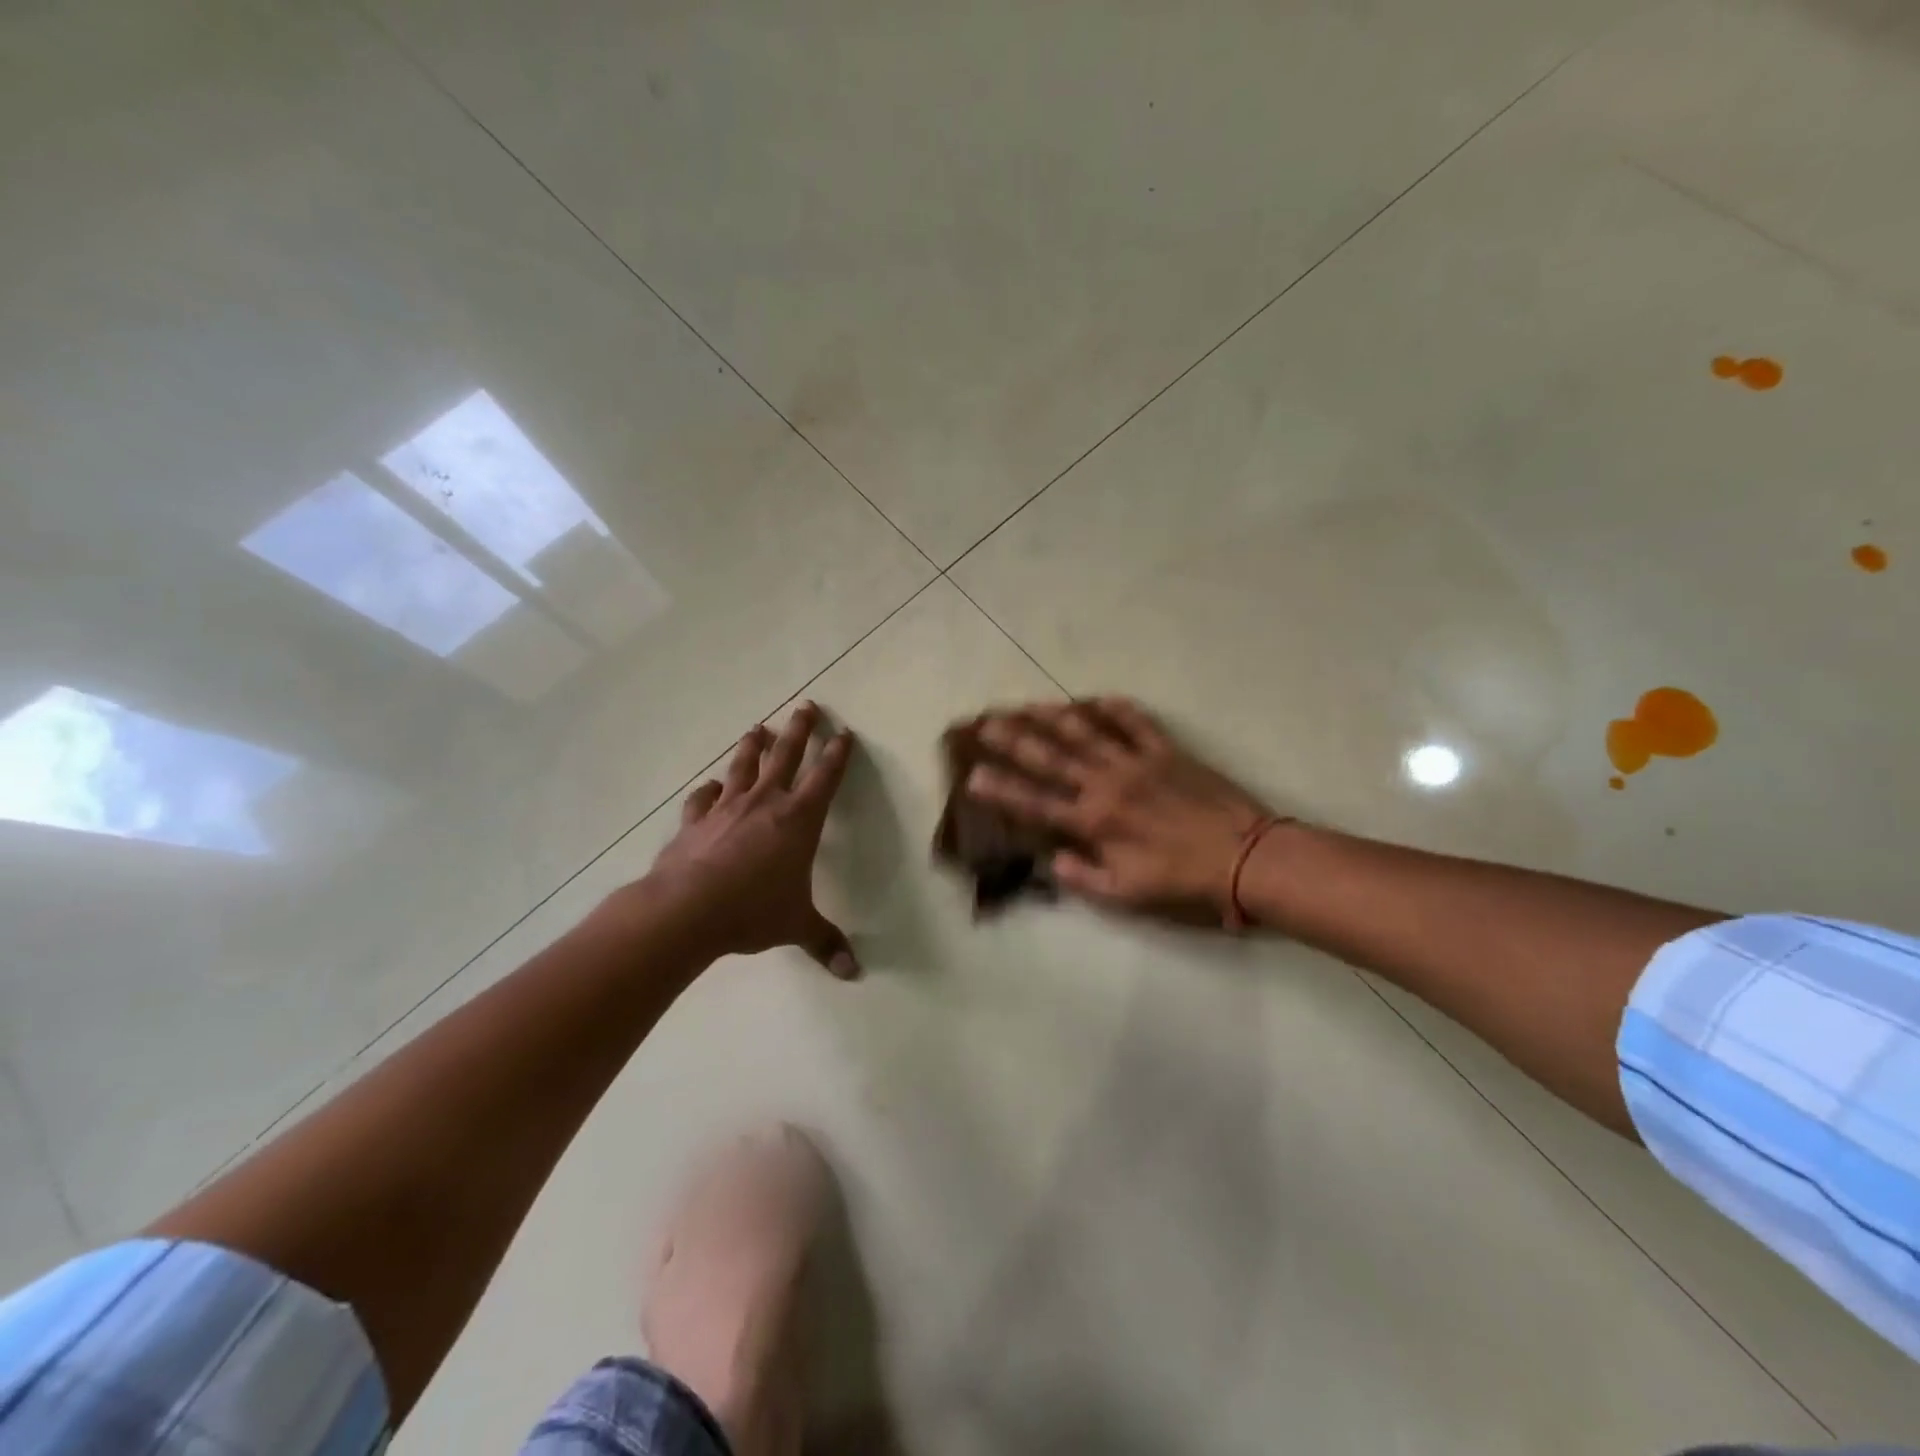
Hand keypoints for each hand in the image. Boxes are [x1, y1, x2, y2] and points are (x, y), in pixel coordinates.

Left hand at [644, 702, 860, 977]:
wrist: (686, 910)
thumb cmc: (753, 911)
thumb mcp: (796, 926)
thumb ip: (824, 942)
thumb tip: (853, 973)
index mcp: (798, 819)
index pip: (825, 778)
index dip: (837, 754)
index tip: (844, 733)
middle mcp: (765, 803)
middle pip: (786, 755)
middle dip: (799, 730)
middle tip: (806, 705)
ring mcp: (726, 808)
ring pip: (744, 766)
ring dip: (753, 746)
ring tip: (758, 727)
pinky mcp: (695, 822)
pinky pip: (703, 798)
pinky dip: (708, 790)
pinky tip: (709, 787)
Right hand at [966, 697, 1274, 922]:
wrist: (1244, 856)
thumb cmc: (1182, 880)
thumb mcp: (1127, 894)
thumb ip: (1083, 878)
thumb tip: (1051, 861)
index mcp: (1094, 821)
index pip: (1036, 802)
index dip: (1002, 789)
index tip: (974, 774)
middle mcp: (1106, 784)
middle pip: (1052, 757)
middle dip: (1015, 739)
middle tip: (987, 723)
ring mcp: (1136, 762)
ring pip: (1086, 732)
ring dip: (1054, 716)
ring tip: (1029, 704)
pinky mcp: (1166, 751)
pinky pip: (1136, 722)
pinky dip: (1115, 708)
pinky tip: (1097, 698)